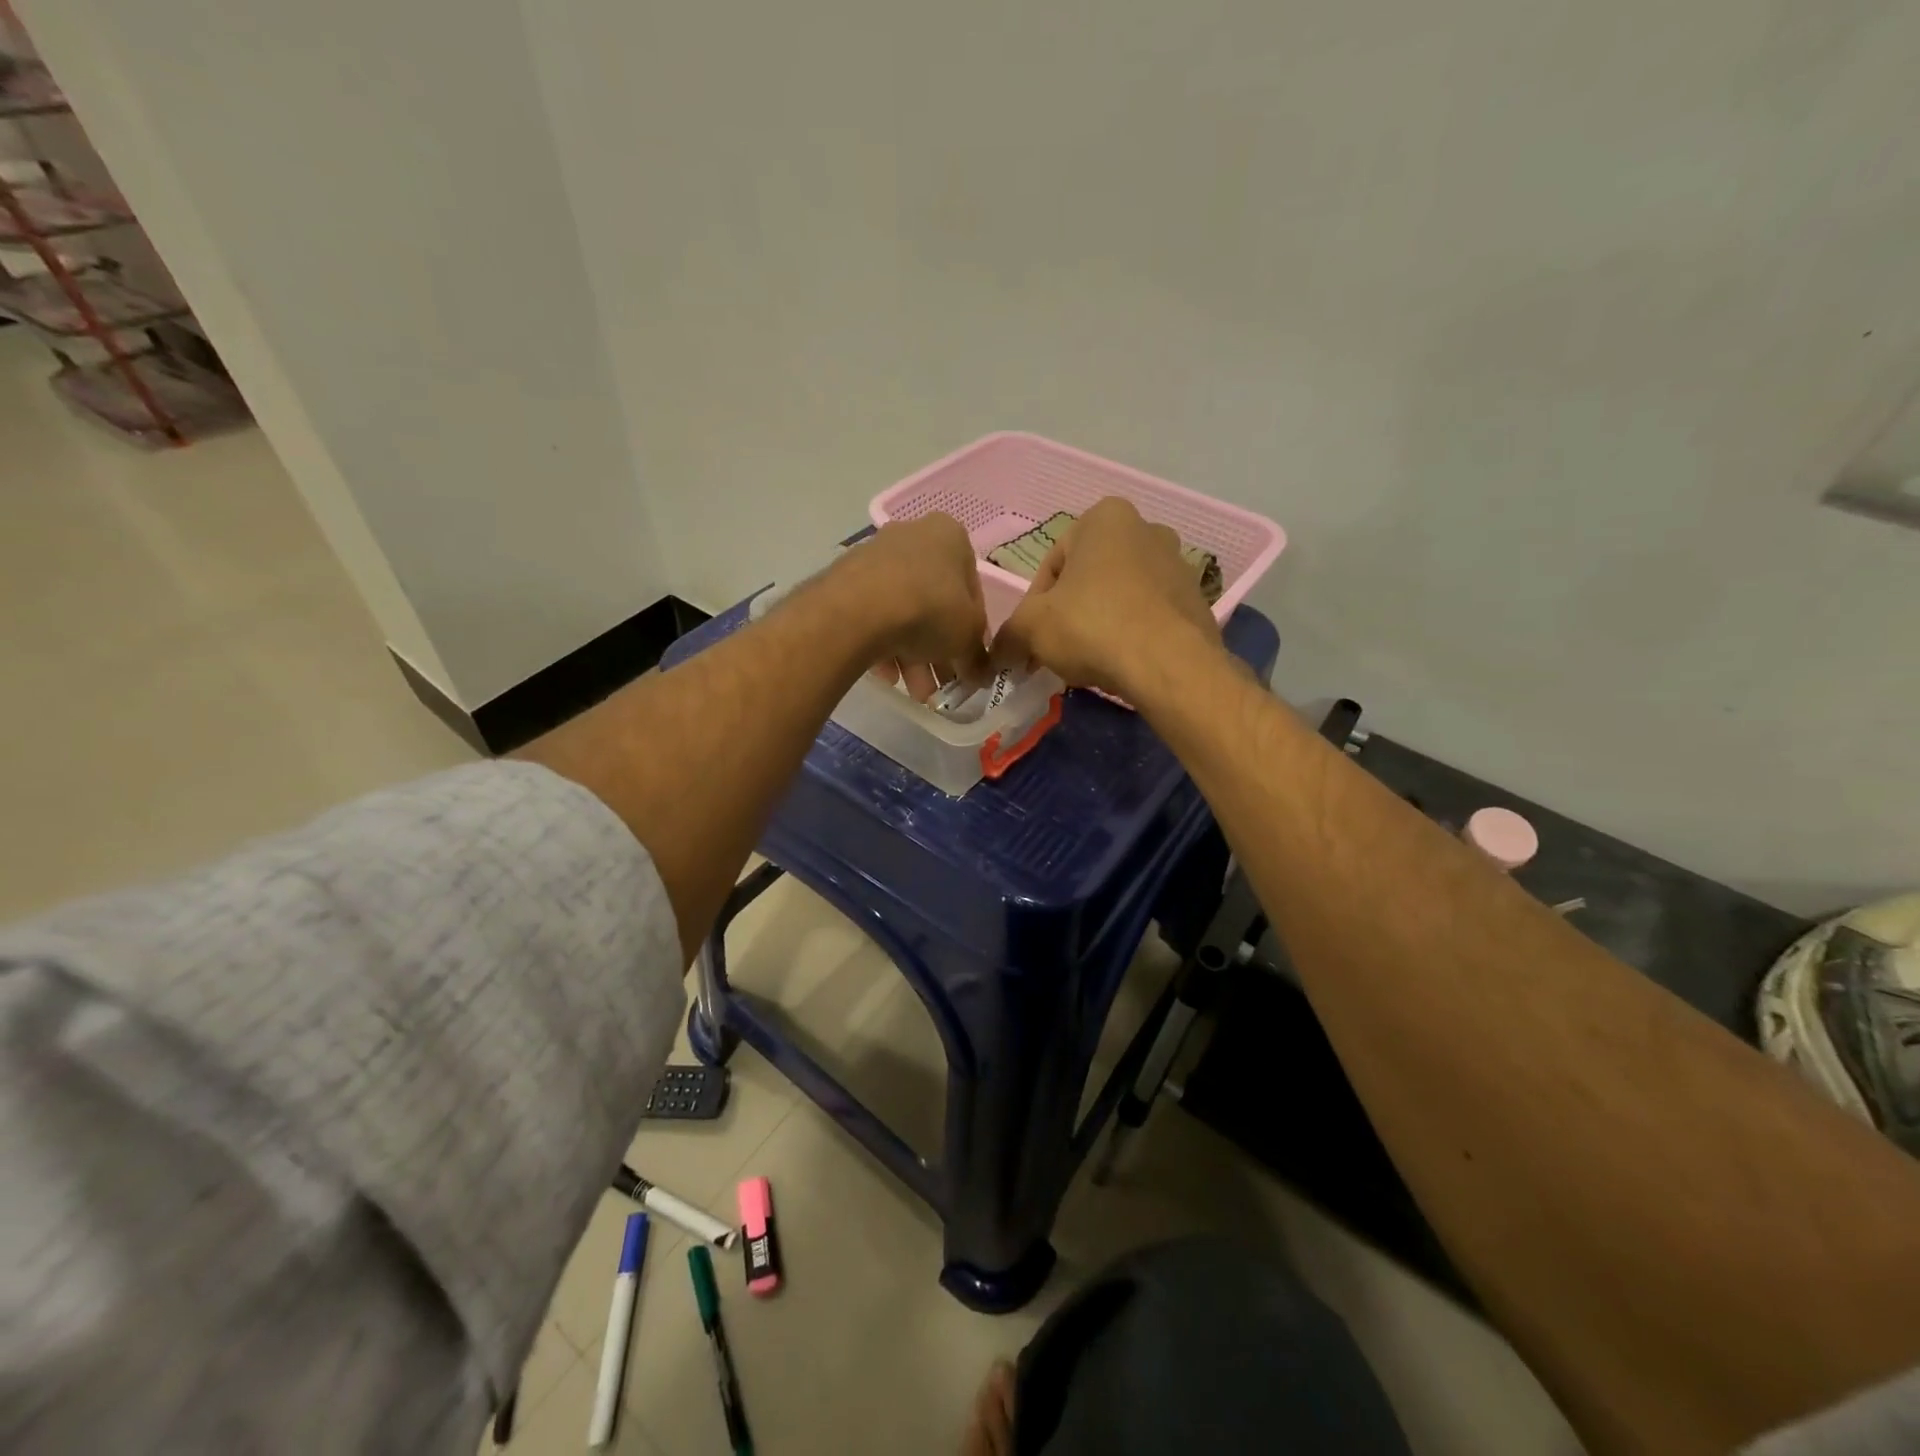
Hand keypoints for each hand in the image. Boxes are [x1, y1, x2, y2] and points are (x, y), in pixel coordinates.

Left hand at [828, 514, 990, 699]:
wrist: (859, 610)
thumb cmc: (930, 610)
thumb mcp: (968, 638)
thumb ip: (978, 657)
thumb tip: (981, 675)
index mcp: (950, 537)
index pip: (972, 590)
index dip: (972, 632)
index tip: (967, 660)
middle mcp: (912, 536)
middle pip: (934, 603)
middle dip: (938, 650)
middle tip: (939, 683)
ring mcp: (875, 556)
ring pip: (903, 612)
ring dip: (913, 656)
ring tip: (914, 692)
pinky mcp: (845, 579)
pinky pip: (874, 615)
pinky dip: (883, 645)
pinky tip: (887, 676)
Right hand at [991, 497, 1220, 695]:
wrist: (1169, 665)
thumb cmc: (1092, 627)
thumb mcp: (1031, 628)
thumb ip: (1008, 634)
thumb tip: (999, 653)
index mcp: (1105, 518)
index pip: (1052, 563)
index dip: (1035, 605)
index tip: (1033, 638)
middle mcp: (1147, 529)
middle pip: (1089, 578)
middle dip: (1070, 612)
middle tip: (1057, 649)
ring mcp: (1178, 564)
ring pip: (1120, 596)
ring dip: (1100, 623)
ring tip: (1090, 660)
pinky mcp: (1197, 600)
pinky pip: (1150, 615)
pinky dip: (1132, 634)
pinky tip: (1122, 662)